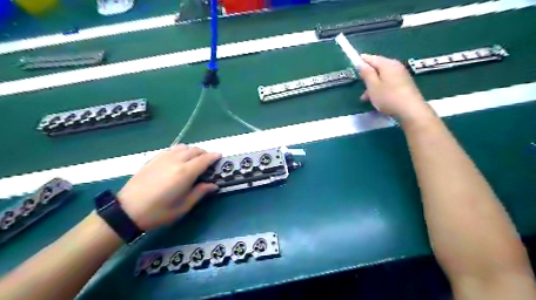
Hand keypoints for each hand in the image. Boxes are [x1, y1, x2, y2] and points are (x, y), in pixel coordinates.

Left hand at [118, 144, 220, 228]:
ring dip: (193, 151)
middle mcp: (176, 161)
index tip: (220, 156)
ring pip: (183, 147)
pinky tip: (179, 159)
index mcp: (185, 172)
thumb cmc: (158, 212)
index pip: (204, 159)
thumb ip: (200, 192)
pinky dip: (181, 151)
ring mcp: (163, 158)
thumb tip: (214, 185)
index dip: (214, 156)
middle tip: (209, 161)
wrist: (127, 211)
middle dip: (205, 153)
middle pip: (195, 150)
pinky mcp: (154, 159)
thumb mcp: (183, 206)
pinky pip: (172, 149)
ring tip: (195, 159)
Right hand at [355, 54, 434, 124]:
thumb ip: (366, 73)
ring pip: (382, 76)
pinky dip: (380, 88)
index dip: (361, 60)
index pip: (371, 58)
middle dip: (367, 75)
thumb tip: (360, 62)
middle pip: (377, 67)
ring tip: (364, 97)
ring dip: (372, 84)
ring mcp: (401, 75)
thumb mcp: (373, 86)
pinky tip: (376, 98)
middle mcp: (395, 66)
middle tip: (358, 84)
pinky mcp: (404, 84)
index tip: (353, 65)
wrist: (411, 110)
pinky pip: (388, 82)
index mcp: (387, 64)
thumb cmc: (388, 97)